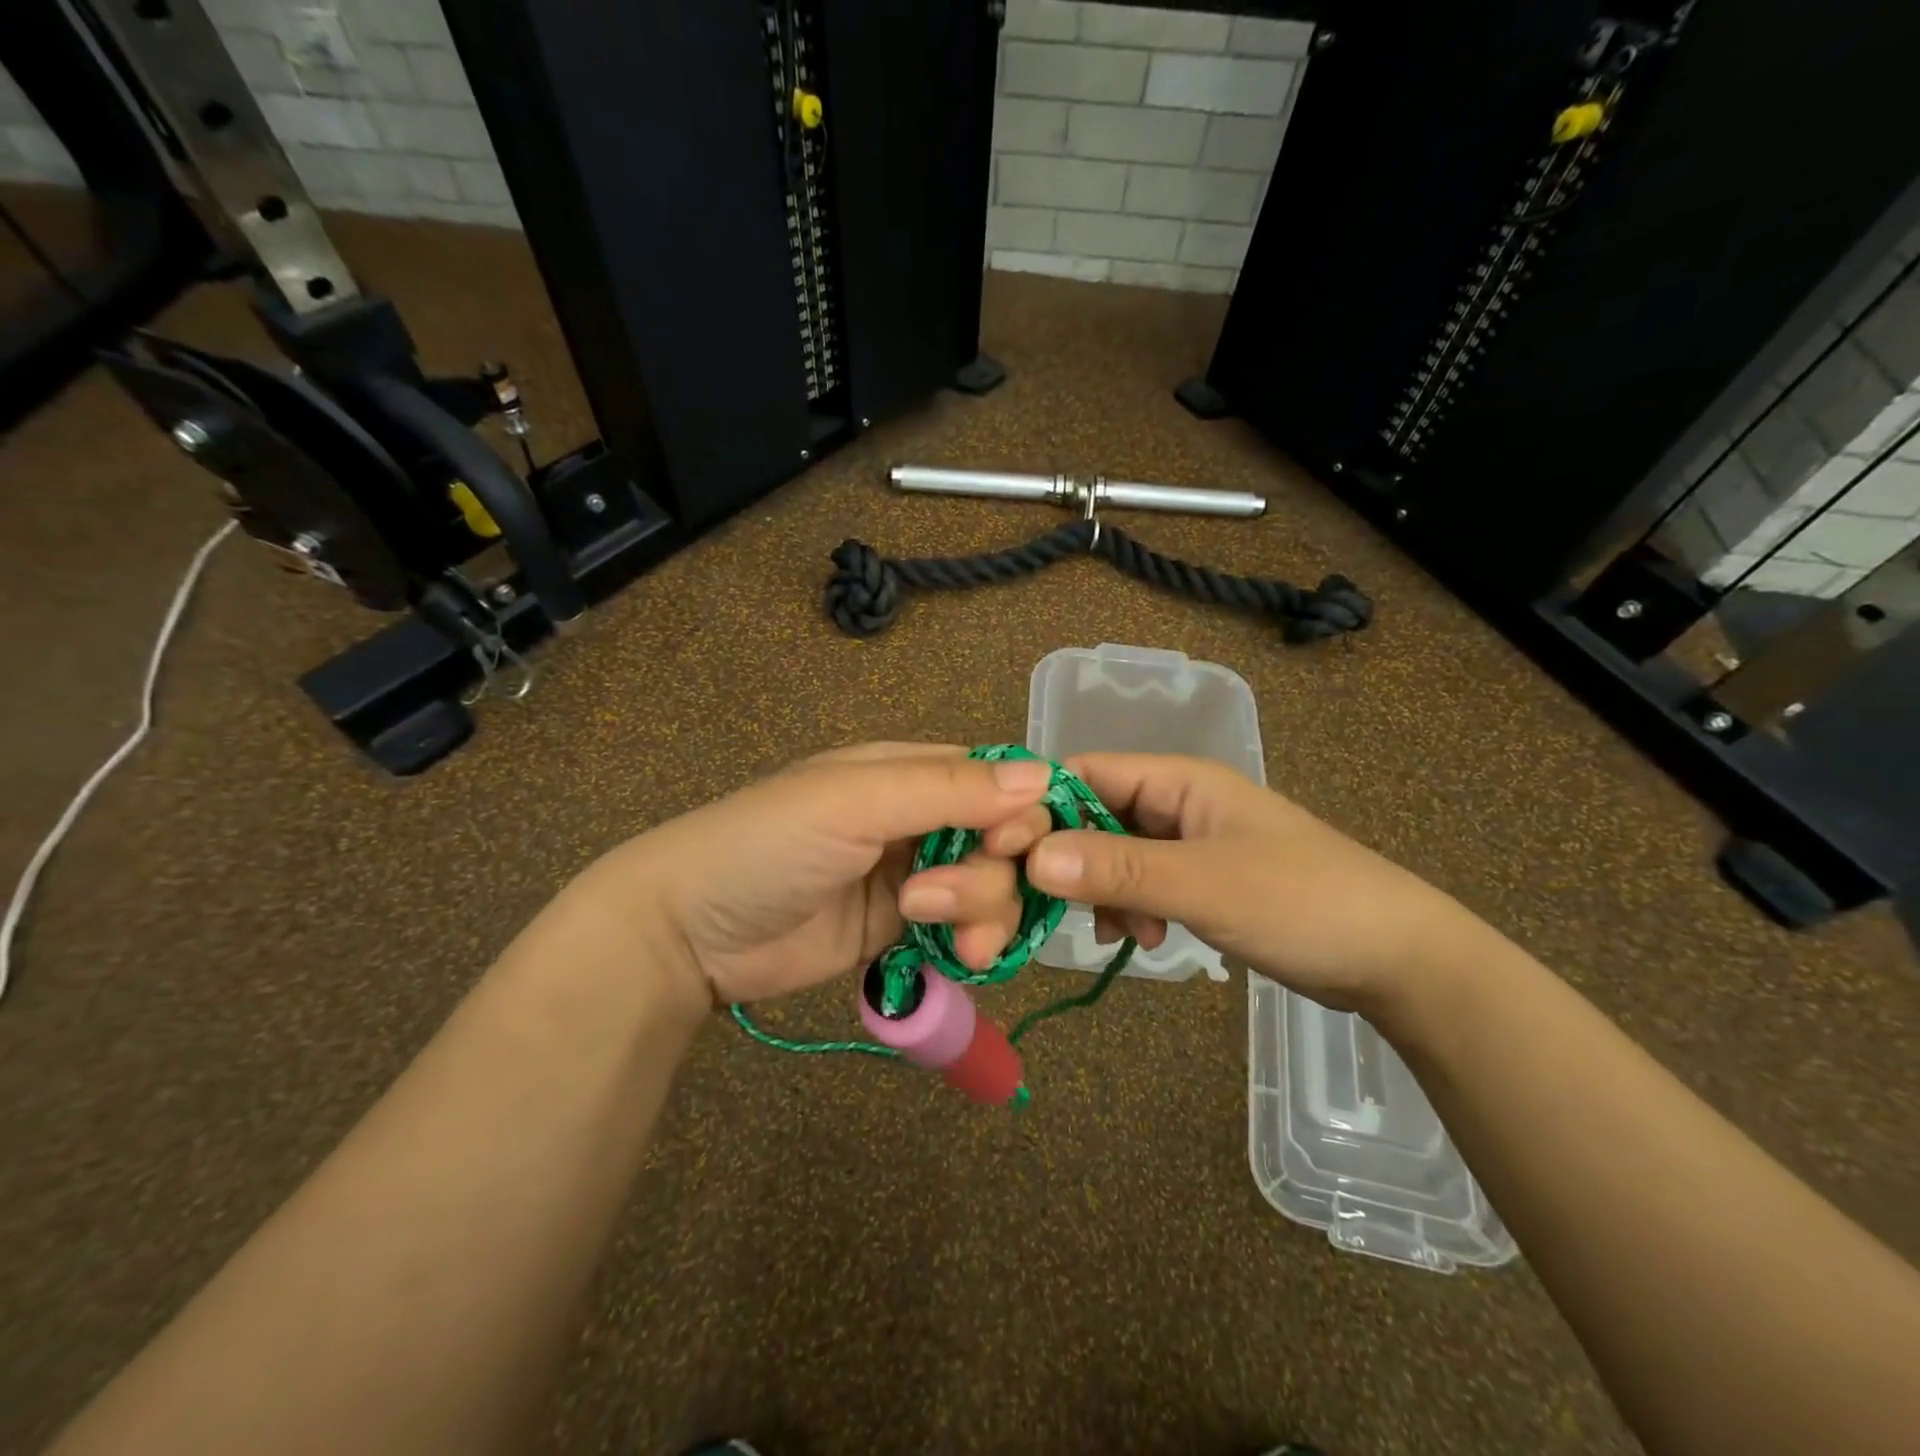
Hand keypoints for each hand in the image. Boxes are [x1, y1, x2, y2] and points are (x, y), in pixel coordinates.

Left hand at [573, 744, 1053, 1007]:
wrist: (689, 933)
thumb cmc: (768, 844)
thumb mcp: (854, 802)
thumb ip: (947, 789)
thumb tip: (1042, 776)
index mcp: (908, 771)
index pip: (996, 778)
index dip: (1022, 810)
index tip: (1013, 847)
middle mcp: (919, 818)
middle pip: (1002, 840)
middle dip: (993, 874)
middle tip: (940, 901)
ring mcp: (912, 876)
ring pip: (990, 888)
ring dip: (982, 912)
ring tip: (940, 935)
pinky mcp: (901, 928)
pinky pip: (963, 929)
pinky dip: (971, 942)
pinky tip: (956, 959)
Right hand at [1019, 753, 1485, 1014]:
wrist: (1397, 959)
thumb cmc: (1303, 902)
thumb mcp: (1204, 885)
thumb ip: (1118, 869)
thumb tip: (1031, 857)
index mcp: (1178, 779)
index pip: (1084, 773)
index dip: (1040, 809)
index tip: (1005, 857)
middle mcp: (1176, 801)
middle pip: (1093, 817)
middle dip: (1069, 861)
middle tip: (1050, 907)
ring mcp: (1187, 842)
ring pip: (1112, 855)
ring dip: (1100, 891)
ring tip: (1119, 932)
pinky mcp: (1198, 880)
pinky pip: (1139, 884)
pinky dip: (1128, 909)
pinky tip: (1141, 940)